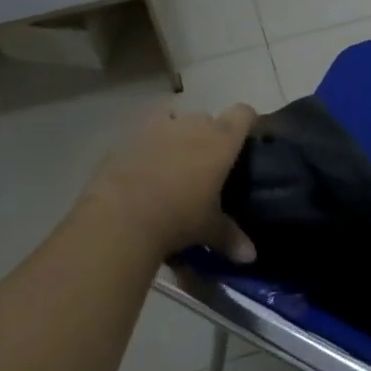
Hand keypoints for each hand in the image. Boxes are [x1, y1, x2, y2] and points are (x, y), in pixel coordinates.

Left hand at [80, 103, 257, 263]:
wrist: (120, 217)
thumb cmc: (178, 217)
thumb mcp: (208, 229)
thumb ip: (230, 237)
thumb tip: (250, 256)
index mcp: (220, 141)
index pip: (243, 113)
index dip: (248, 122)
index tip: (247, 139)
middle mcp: (191, 125)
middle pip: (207, 118)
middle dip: (208, 135)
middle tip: (208, 164)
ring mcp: (156, 128)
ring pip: (173, 119)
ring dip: (176, 134)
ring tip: (173, 162)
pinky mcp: (126, 139)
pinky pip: (143, 136)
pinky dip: (147, 149)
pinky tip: (143, 173)